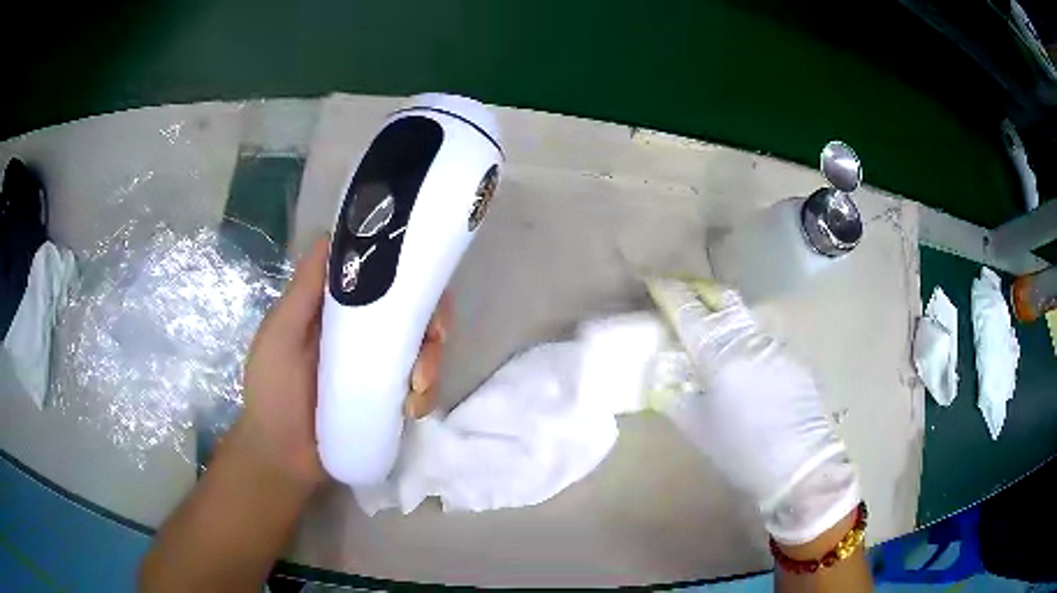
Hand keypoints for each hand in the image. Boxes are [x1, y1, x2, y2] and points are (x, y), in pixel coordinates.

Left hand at [235, 236, 451, 489]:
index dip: (409, 275)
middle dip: (433, 325)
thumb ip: (302, 291)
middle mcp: (364, 335)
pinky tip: (412, 409)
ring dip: (433, 363)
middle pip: (414, 314)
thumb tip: (330, 234)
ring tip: (417, 389)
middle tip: (434, 342)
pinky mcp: (389, 401)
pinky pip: (422, 389)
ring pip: (424, 351)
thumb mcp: (280, 335)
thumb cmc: (273, 392)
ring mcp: (379, 370)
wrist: (283, 458)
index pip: (382, 280)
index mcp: (339, 312)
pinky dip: (426, 396)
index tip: (423, 285)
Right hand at [648, 278, 859, 544]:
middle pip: (724, 300)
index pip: (688, 311)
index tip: (655, 282)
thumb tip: (663, 375)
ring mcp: (776, 346)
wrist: (799, 464)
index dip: (670, 292)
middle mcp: (748, 340)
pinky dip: (750, 346)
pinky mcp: (795, 359)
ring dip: (728, 322)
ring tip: (718, 340)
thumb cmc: (740, 450)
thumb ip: (676, 396)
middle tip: (689, 299)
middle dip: (703, 293)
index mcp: (718, 355)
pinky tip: (751, 371)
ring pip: (746, 321)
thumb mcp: (697, 428)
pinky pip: (766, 343)